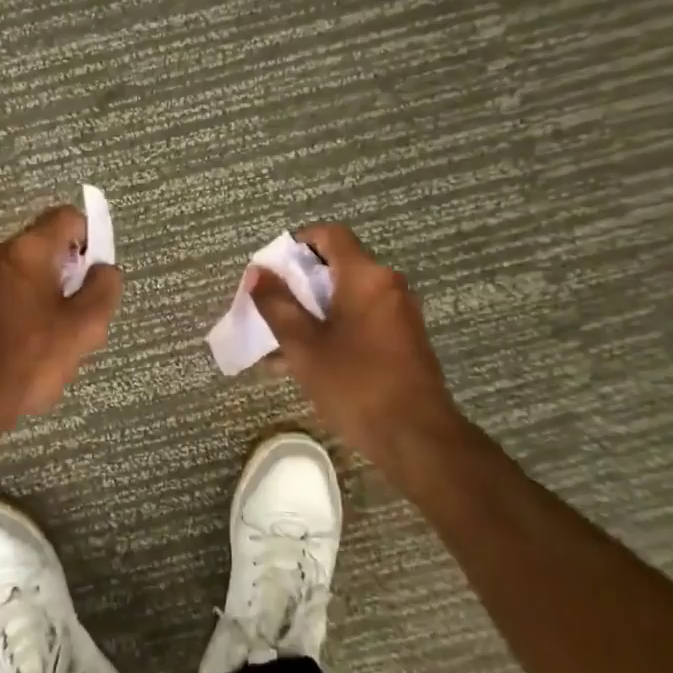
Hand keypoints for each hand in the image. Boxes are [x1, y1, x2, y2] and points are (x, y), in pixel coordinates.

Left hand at [0, 206, 122, 438]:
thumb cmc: (26, 360)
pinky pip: (6, 292)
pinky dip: (24, 309)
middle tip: (80, 316)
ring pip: (27, 272)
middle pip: (47, 245)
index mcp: (28, 249)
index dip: (91, 239)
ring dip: (48, 295)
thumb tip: (105, 269)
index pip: (68, 217)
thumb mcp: (83, 328)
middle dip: (70, 274)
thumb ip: (103, 290)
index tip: (97, 277)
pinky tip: (27, 348)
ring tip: (54, 338)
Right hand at [249, 224, 462, 477]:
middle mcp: (388, 285)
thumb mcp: (304, 346)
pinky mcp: (405, 340)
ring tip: (281, 341)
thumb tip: (257, 272)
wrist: (416, 437)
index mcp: (366, 277)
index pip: (331, 235)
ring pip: (348, 297)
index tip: (273, 269)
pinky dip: (335, 328)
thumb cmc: (355, 384)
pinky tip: (309, 362)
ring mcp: (400, 314)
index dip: (298, 243)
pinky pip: (363, 320)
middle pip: (339, 266)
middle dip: (300, 283)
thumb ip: (277, 305)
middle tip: (271, 307)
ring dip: (314, 311)